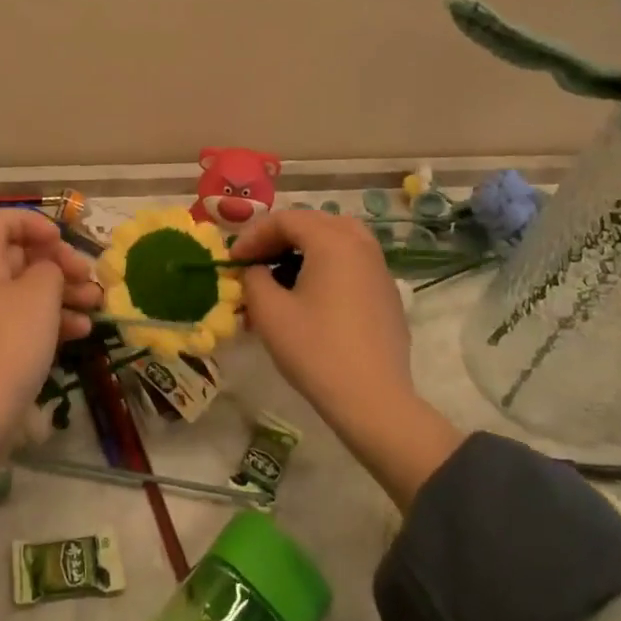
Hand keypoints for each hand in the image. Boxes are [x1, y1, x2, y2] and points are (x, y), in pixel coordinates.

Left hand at [0, 210, 99, 517]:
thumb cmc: (9, 342)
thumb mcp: (39, 292)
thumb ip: (50, 268)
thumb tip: (49, 271)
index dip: (31, 222)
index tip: (60, 240)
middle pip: (20, 256)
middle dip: (58, 261)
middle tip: (86, 274)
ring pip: (30, 290)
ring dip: (65, 292)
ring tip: (96, 302)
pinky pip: (30, 321)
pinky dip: (56, 320)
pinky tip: (83, 331)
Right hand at [233, 209, 462, 508]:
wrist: (374, 400)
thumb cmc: (316, 350)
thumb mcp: (269, 312)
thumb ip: (254, 279)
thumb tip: (256, 271)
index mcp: (332, 240)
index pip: (285, 219)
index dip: (253, 236)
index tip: (233, 260)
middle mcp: (360, 243)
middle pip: (313, 222)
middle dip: (279, 238)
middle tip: (255, 262)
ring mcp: (379, 268)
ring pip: (336, 240)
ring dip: (305, 249)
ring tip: (282, 274)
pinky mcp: (387, 293)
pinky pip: (352, 262)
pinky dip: (327, 265)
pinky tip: (311, 296)